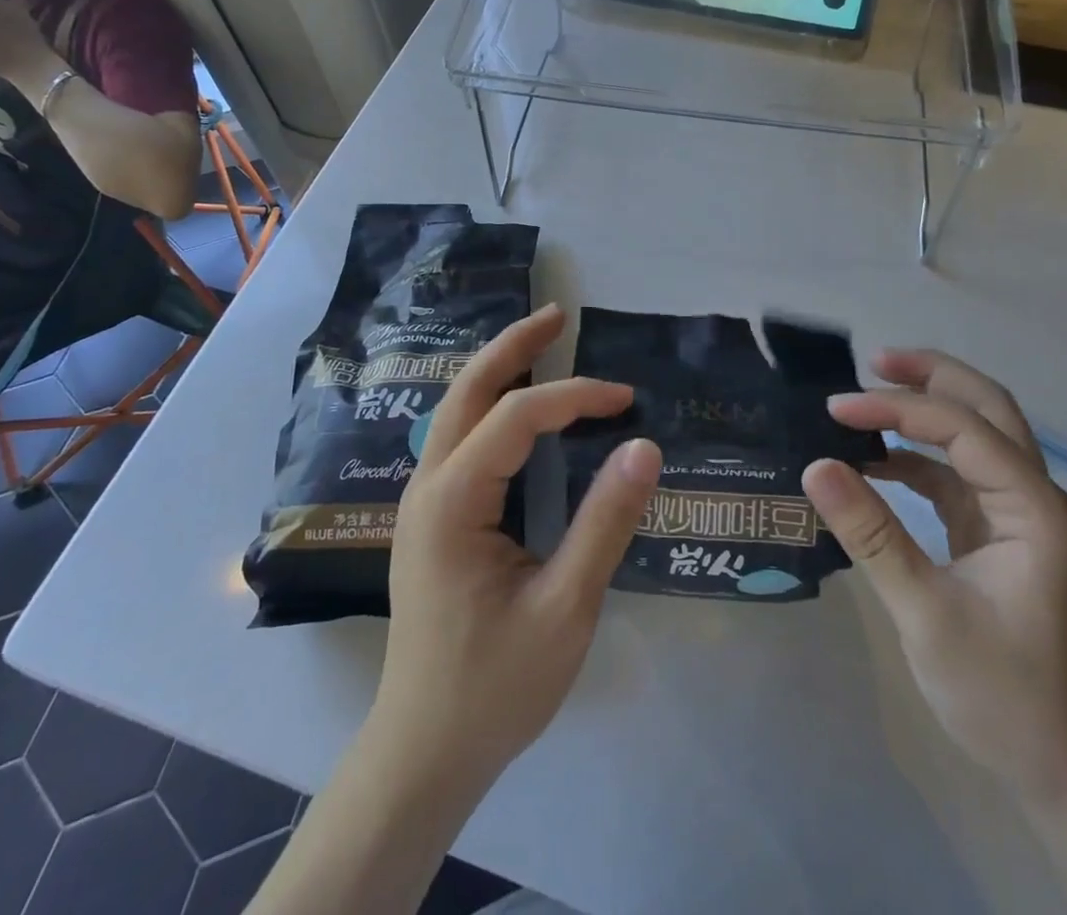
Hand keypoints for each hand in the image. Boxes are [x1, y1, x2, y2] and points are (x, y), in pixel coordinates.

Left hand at [373, 303, 662, 783]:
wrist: (423, 752)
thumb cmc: (495, 686)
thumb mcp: (564, 608)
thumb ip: (604, 524)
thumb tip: (644, 447)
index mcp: (453, 502)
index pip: (517, 418)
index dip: (575, 397)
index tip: (626, 402)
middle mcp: (427, 487)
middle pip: (466, 391)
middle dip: (513, 346)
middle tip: (558, 314)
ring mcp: (423, 501)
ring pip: (456, 410)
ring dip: (498, 369)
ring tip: (542, 342)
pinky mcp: (432, 517)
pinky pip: (459, 439)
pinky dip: (491, 405)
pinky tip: (518, 406)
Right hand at [802, 349, 1066, 802]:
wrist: (1062, 773)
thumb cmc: (1001, 695)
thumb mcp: (924, 612)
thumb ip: (870, 533)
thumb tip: (815, 464)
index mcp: (1036, 510)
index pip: (962, 429)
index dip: (895, 409)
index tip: (835, 408)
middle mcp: (1038, 499)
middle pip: (989, 410)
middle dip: (932, 377)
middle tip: (873, 360)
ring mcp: (1023, 516)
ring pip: (978, 436)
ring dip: (926, 412)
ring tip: (867, 400)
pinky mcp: (1003, 535)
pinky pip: (959, 476)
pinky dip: (918, 459)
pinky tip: (875, 463)